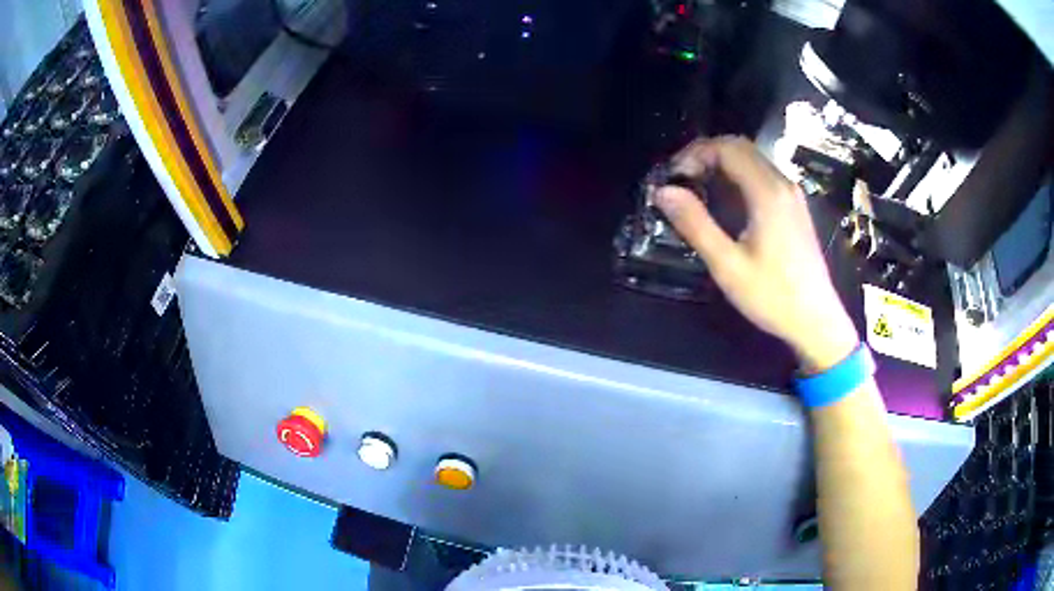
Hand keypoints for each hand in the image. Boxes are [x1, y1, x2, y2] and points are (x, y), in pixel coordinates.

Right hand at [654, 136, 858, 371]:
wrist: (816, 321)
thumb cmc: (773, 297)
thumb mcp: (728, 266)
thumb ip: (695, 224)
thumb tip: (663, 192)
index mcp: (768, 192)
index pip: (727, 148)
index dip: (694, 154)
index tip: (673, 178)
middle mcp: (783, 184)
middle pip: (740, 146)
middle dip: (705, 154)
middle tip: (680, 180)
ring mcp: (792, 194)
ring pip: (752, 159)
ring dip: (720, 164)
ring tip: (696, 189)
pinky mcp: (794, 207)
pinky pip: (762, 175)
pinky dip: (737, 176)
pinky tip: (724, 203)